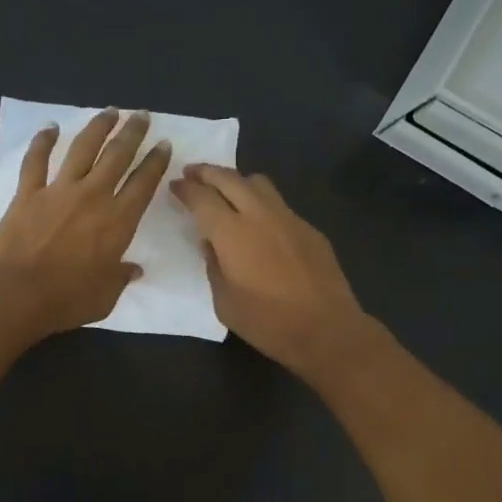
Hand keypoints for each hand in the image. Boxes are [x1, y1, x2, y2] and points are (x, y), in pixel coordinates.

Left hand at [0, 109, 170, 341]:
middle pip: (117, 156)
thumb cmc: (66, 300)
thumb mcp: (105, 297)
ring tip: (110, 112)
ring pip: (82, 149)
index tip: (163, 145)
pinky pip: (36, 160)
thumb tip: (133, 270)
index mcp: (118, 221)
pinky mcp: (28, 193)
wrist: (15, 294)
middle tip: (142, 116)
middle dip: (133, 133)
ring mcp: (58, 191)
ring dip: (97, 127)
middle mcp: (92, 197)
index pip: (143, 183)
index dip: (156, 162)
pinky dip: (43, 141)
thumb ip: (120, 277)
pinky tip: (50, 127)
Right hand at [169, 164, 371, 377]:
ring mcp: (289, 219)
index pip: (202, 198)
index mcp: (232, 233)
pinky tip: (259, 222)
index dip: (185, 189)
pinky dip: (261, 203)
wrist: (326, 329)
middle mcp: (260, 215)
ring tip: (226, 189)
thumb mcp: (225, 302)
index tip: (175, 185)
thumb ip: (214, 267)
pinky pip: (279, 204)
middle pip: (230, 179)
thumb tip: (211, 245)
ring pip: (259, 184)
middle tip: (192, 172)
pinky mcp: (309, 229)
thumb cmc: (267, 322)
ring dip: (237, 180)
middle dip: (207, 172)